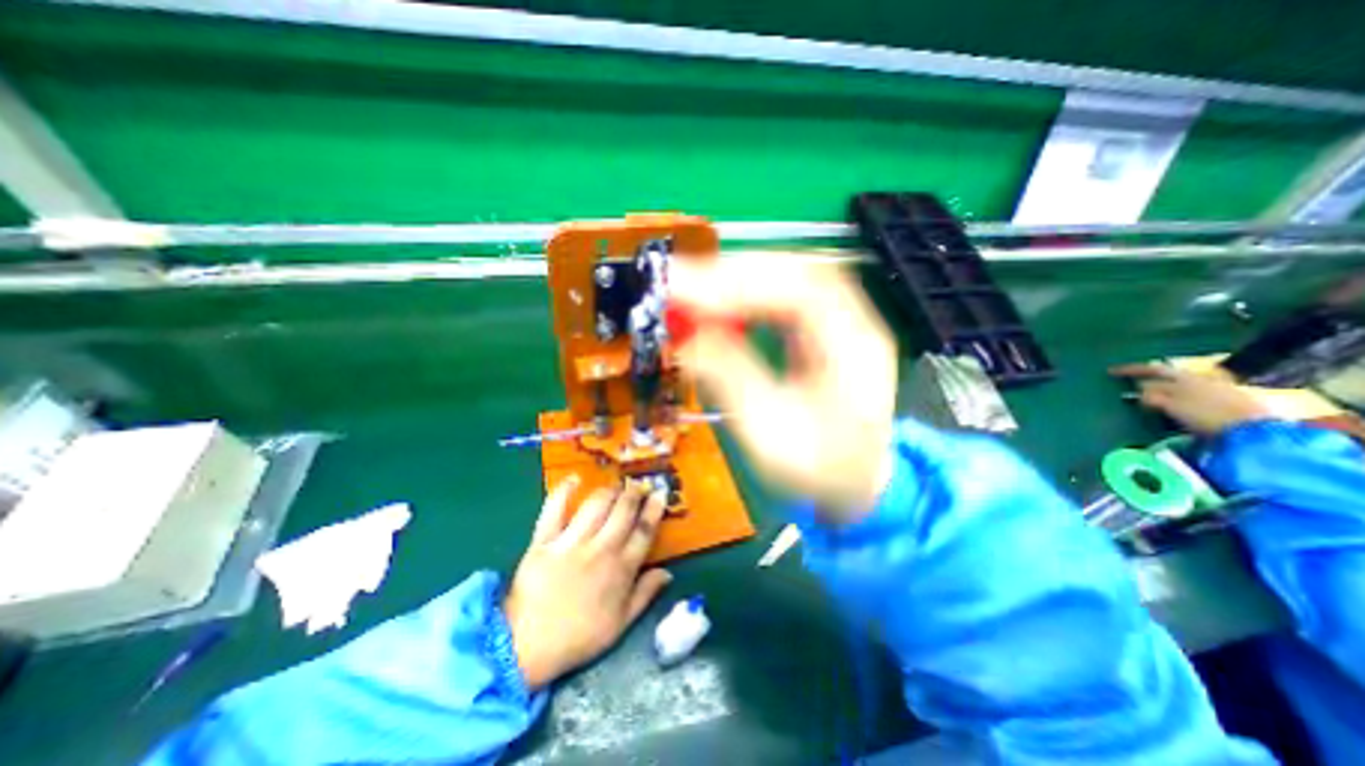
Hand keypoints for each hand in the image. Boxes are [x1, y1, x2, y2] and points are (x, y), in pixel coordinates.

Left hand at [499, 478, 669, 687]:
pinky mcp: (544, 541)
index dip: (655, 508)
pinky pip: (554, 509)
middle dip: (634, 492)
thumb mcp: (621, 624)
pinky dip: (564, 491)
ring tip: (614, 485)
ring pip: (597, 504)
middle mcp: (601, 550)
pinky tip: (574, 479)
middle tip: (637, 483)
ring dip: (609, 490)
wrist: (527, 648)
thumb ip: (646, 595)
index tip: (659, 492)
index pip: (645, 530)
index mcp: (621, 570)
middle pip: (623, 510)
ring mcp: (572, 543)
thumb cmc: (579, 637)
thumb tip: (668, 572)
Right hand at [671, 254, 897, 522]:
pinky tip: (716, 304)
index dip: (740, 282)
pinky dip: (743, 294)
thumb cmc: (819, 469)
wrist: (857, 481)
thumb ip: (729, 379)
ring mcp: (840, 321)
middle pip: (795, 271)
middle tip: (676, 284)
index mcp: (856, 349)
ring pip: (786, 277)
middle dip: (731, 274)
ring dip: (734, 280)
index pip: (803, 289)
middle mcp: (854, 323)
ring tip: (687, 292)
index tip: (683, 289)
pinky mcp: (821, 328)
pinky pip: (780, 296)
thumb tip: (684, 336)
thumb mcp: (770, 435)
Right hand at [1112, 363, 1276, 437]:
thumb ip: (1153, 396)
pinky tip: (1173, 406)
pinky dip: (1177, 399)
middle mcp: (1200, 380)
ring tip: (1148, 396)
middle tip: (1129, 382)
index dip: (1131, 370)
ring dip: (1163, 389)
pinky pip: (1192, 396)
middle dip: (1148, 378)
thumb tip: (1138, 391)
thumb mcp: (1172, 405)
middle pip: (1167, 376)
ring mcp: (1216, 390)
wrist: (1256, 432)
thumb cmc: (1208, 415)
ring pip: (1180, 386)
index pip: (1152, 369)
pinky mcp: (1227, 403)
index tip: (1110, 371)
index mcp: (1184, 378)